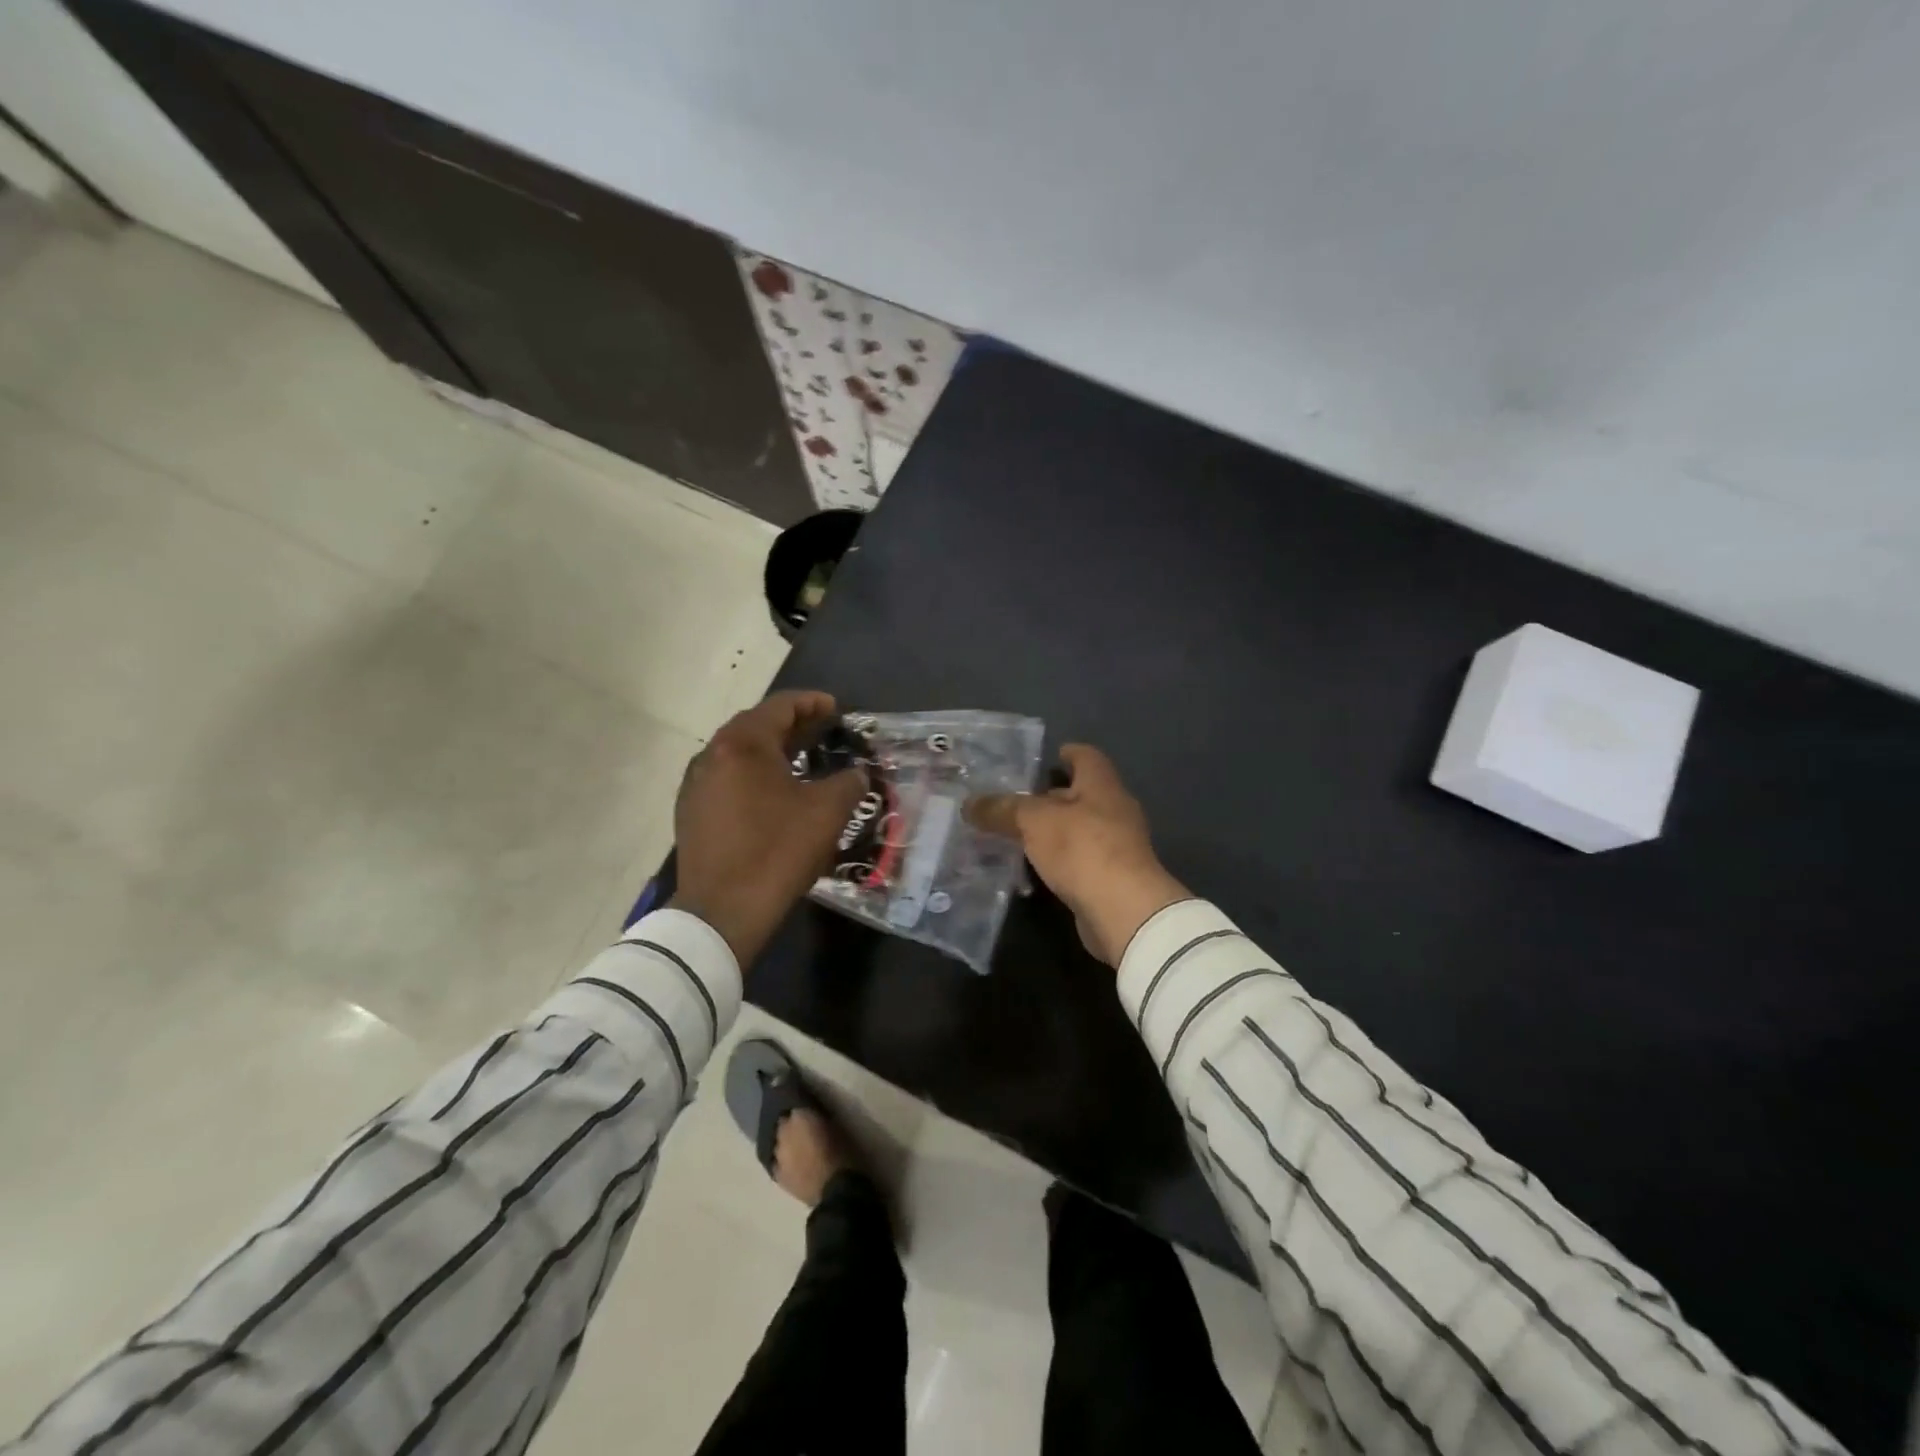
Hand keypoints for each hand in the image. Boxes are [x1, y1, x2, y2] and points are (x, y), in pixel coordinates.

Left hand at [669, 691, 864, 963]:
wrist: (722, 910)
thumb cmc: (777, 851)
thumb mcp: (827, 812)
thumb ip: (848, 782)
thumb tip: (856, 774)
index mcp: (742, 744)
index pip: (780, 706)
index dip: (812, 703)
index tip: (836, 708)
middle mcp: (712, 755)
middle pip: (756, 726)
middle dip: (792, 725)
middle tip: (823, 731)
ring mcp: (696, 785)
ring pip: (739, 754)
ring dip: (771, 751)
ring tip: (802, 760)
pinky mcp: (691, 813)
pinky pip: (727, 779)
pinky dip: (754, 775)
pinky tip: (773, 793)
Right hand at [967, 744, 1188, 966]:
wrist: (1123, 910)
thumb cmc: (1082, 848)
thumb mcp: (1033, 821)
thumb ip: (1002, 809)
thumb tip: (969, 804)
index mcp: (1101, 785)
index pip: (1086, 757)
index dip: (1066, 754)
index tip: (1044, 759)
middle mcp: (1114, 810)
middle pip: (1080, 794)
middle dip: (1049, 798)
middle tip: (1014, 801)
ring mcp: (1117, 846)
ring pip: (1078, 829)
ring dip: (1052, 832)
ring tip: (1015, 836)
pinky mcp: (1112, 878)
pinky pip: (1079, 860)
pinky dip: (1058, 861)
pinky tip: (1033, 869)